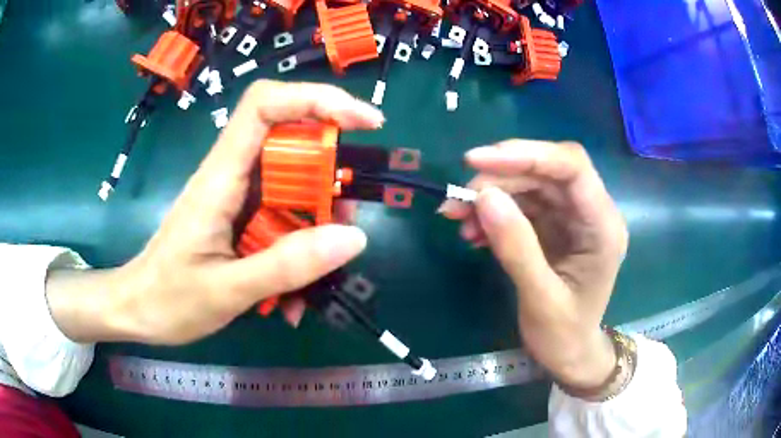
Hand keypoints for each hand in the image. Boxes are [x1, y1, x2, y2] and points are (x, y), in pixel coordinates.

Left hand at [46, 81, 383, 344]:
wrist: (139, 310)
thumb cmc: (168, 299)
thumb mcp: (226, 291)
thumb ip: (286, 266)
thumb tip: (353, 237)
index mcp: (220, 177)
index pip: (265, 106)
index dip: (316, 100)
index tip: (362, 122)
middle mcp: (231, 176)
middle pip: (289, 142)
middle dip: (328, 171)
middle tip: (346, 216)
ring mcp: (237, 199)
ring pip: (291, 185)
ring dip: (318, 219)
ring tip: (323, 266)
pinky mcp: (240, 220)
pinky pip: (282, 219)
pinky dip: (299, 250)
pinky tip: (296, 295)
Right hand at [439, 141, 627, 388]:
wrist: (570, 355)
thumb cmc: (564, 335)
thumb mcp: (540, 299)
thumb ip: (517, 248)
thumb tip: (484, 197)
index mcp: (603, 227)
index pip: (572, 168)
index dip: (527, 154)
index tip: (476, 160)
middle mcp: (590, 212)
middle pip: (546, 171)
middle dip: (499, 178)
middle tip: (459, 199)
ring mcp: (571, 218)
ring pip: (530, 185)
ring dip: (490, 195)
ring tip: (457, 218)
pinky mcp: (554, 226)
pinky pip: (521, 205)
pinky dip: (493, 213)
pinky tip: (472, 232)